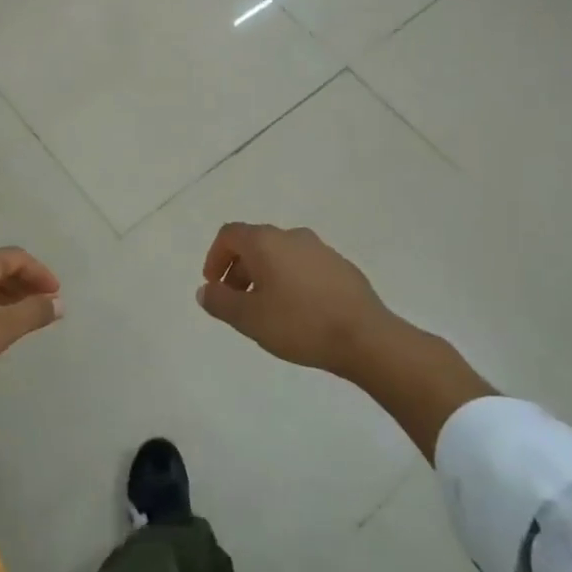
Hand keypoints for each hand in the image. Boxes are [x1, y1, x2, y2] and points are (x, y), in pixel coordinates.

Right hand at [196, 223, 398, 379]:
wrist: (365, 337)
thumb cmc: (298, 323)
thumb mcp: (248, 318)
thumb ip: (220, 302)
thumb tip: (206, 290)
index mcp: (265, 242)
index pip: (229, 234)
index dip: (215, 256)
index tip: (213, 285)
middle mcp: (292, 236)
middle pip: (255, 244)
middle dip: (239, 270)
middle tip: (236, 302)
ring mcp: (321, 249)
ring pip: (281, 255)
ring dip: (265, 276)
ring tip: (266, 310)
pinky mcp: (341, 267)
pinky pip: (304, 267)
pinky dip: (290, 281)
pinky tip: (298, 312)